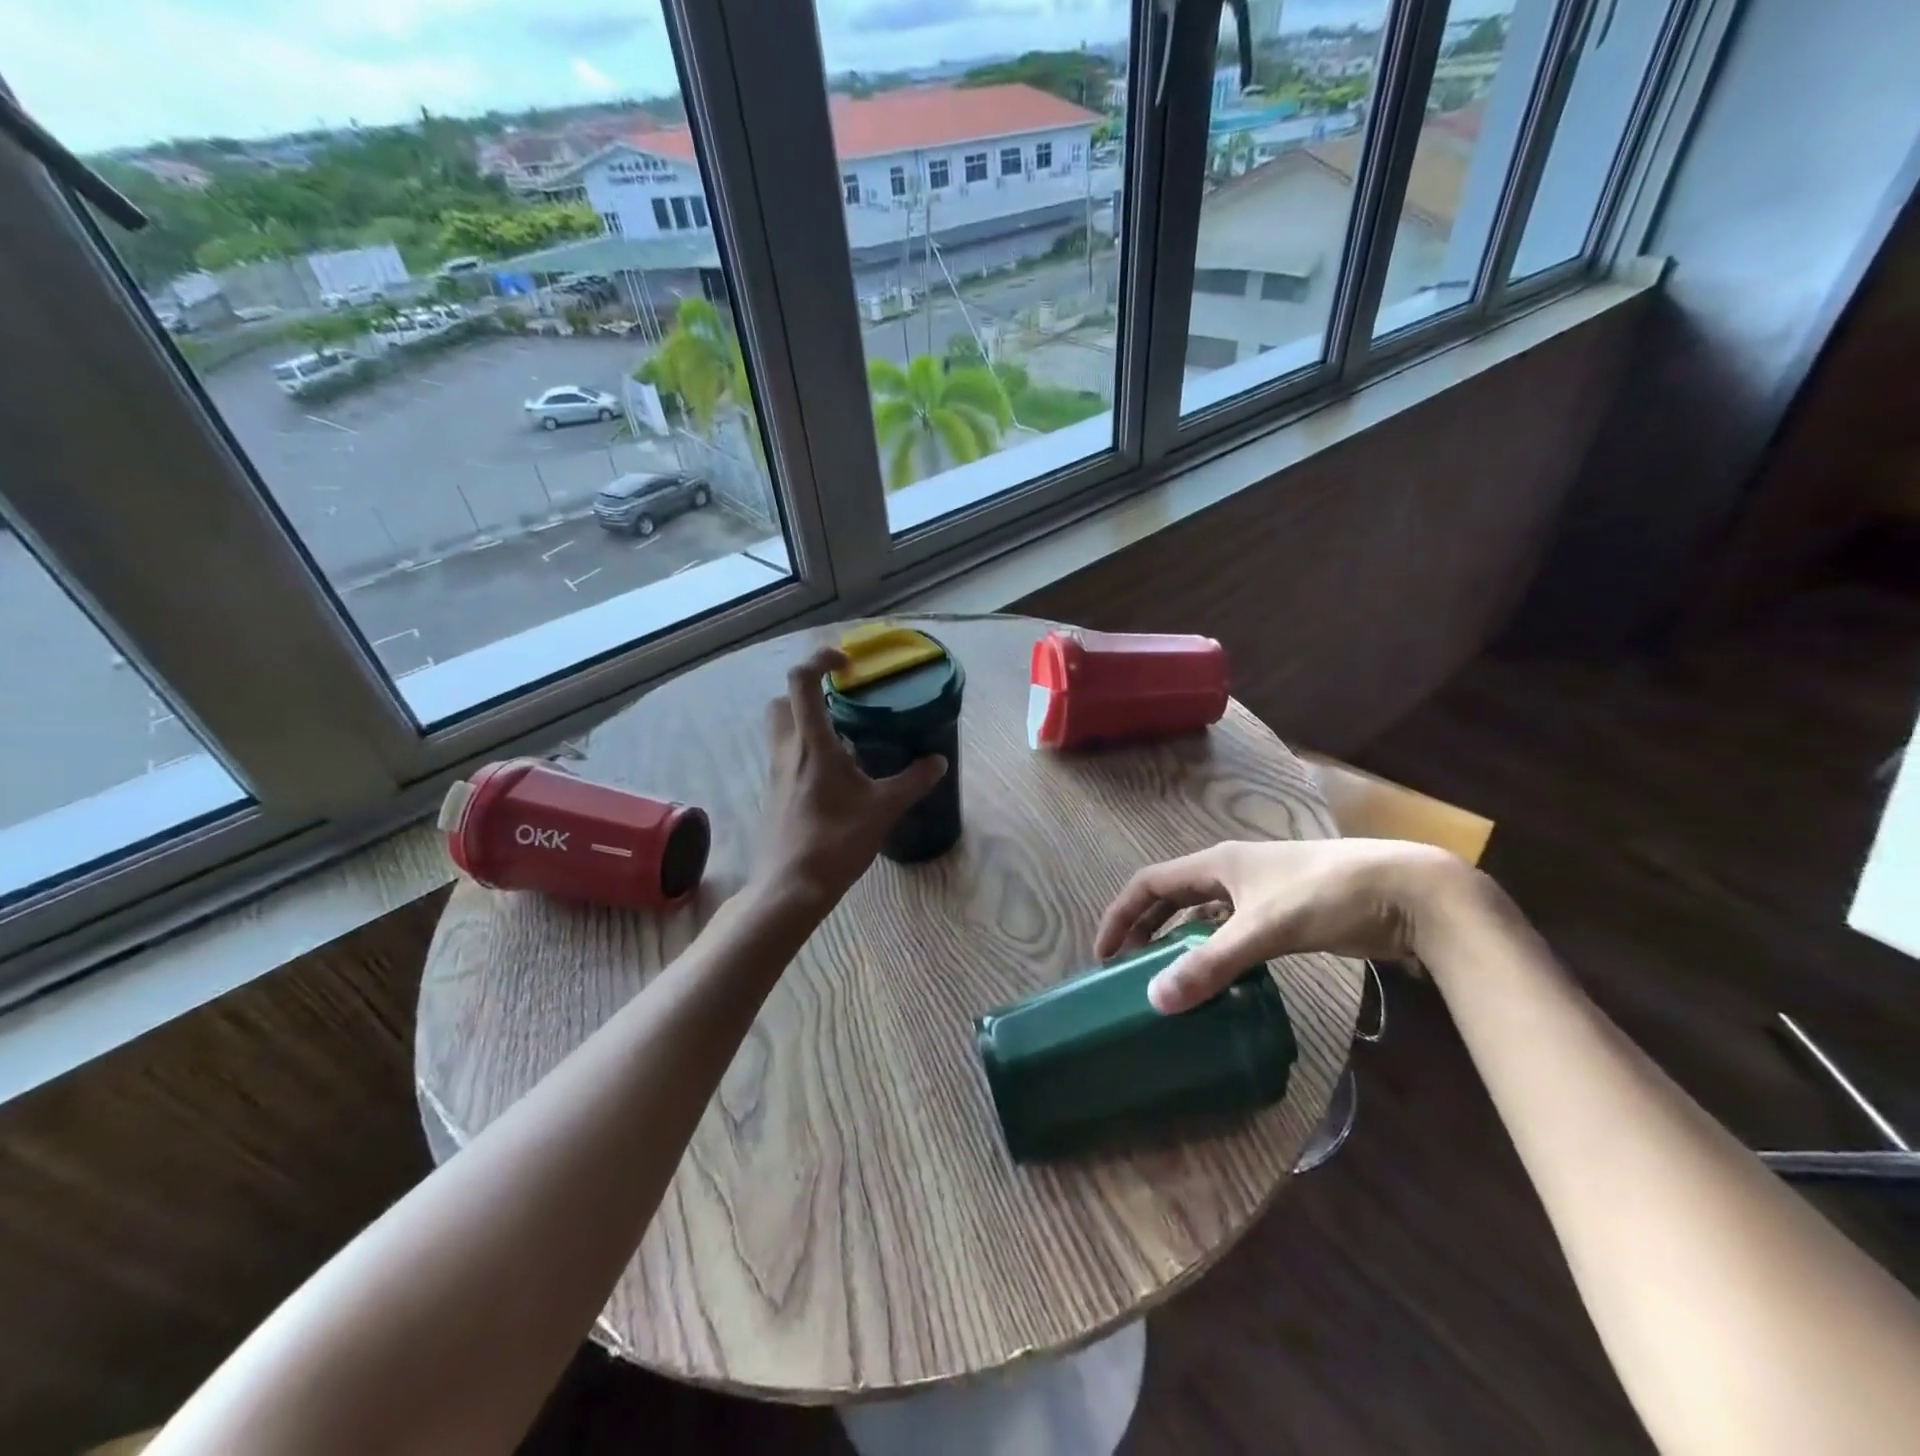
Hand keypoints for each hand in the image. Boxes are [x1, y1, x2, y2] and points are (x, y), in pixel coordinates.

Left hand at [751, 645, 947, 913]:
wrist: (791, 886)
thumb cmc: (836, 841)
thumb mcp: (883, 809)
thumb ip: (912, 781)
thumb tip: (938, 761)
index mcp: (812, 744)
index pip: (802, 681)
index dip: (821, 660)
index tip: (847, 664)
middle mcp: (787, 750)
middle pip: (784, 700)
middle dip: (809, 690)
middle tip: (842, 701)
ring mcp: (776, 772)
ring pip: (782, 728)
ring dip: (807, 720)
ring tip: (846, 739)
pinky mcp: (775, 793)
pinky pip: (787, 755)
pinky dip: (806, 749)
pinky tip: (836, 775)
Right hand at [1094, 839, 1475, 1013]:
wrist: (1408, 891)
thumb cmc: (1327, 896)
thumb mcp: (1264, 929)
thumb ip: (1212, 964)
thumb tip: (1156, 1001)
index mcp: (1217, 864)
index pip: (1149, 883)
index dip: (1121, 914)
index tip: (1104, 954)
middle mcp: (1230, 873)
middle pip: (1171, 897)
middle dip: (1144, 929)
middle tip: (1127, 969)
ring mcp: (1259, 893)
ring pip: (1202, 915)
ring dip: (1178, 941)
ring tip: (1166, 977)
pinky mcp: (1284, 913)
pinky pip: (1231, 930)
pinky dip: (1214, 950)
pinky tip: (1218, 977)